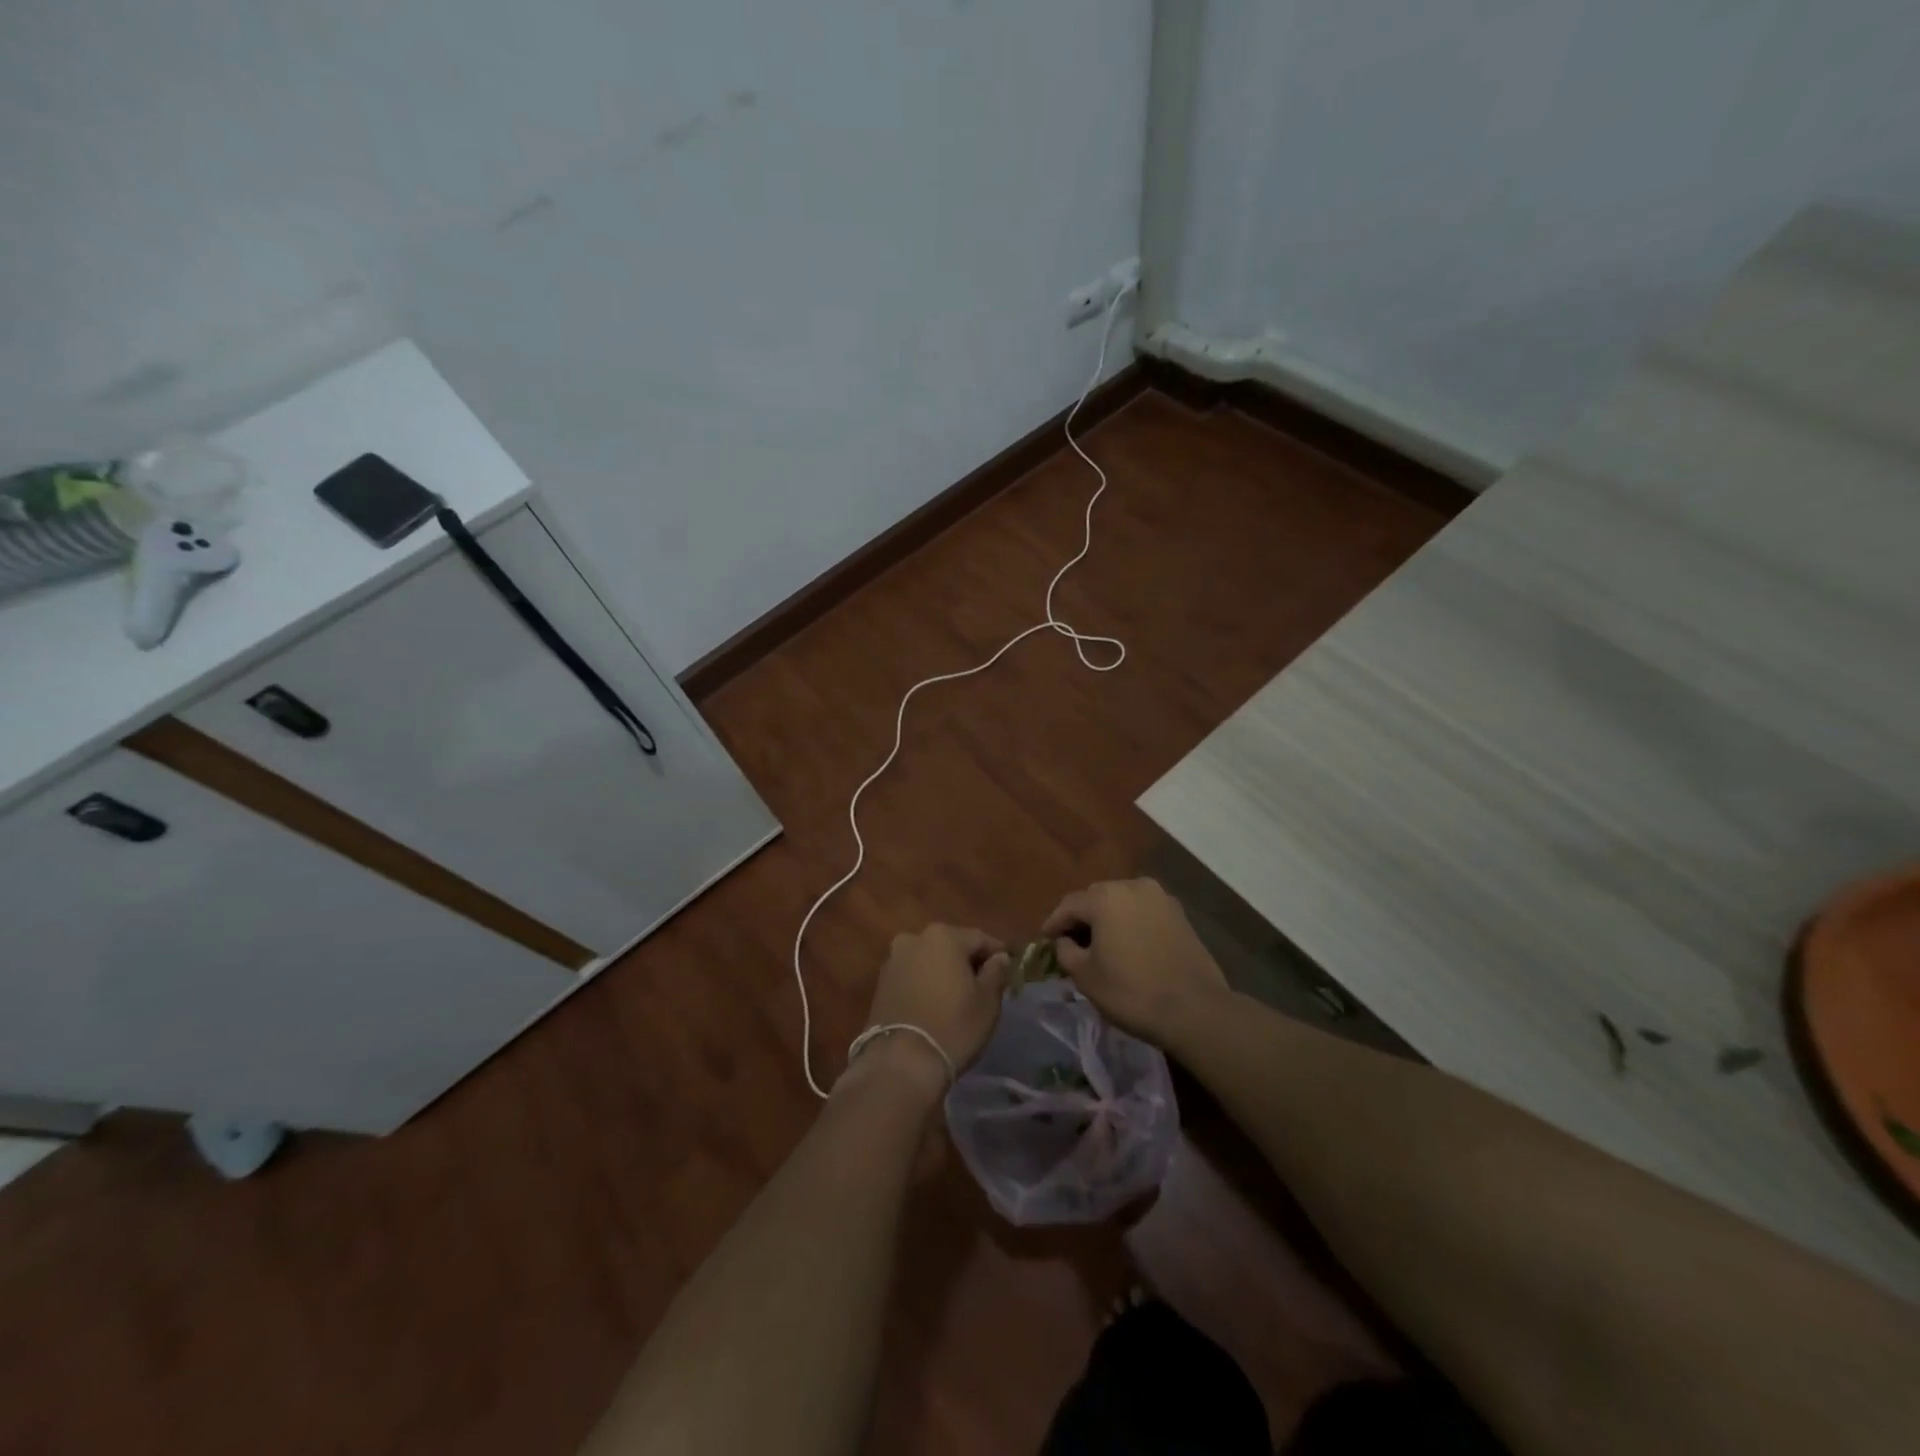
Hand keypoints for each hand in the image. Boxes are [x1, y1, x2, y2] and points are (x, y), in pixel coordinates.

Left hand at [857, 924, 1009, 1091]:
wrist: (901, 1062)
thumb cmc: (953, 1026)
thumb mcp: (988, 1000)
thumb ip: (997, 971)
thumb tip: (999, 957)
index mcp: (944, 936)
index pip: (980, 939)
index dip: (998, 954)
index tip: (1009, 970)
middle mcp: (914, 938)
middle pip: (951, 945)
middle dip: (968, 962)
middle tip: (984, 985)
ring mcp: (894, 960)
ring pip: (929, 960)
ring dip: (944, 972)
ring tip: (958, 997)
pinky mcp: (881, 983)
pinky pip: (912, 975)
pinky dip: (925, 983)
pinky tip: (934, 1004)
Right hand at [1042, 878, 1229, 1043]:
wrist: (1194, 1009)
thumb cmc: (1131, 991)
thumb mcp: (1085, 976)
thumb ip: (1066, 951)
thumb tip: (1065, 942)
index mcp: (1105, 897)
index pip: (1069, 905)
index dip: (1053, 924)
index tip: (1044, 941)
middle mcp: (1133, 886)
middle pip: (1096, 899)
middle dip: (1082, 919)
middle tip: (1070, 943)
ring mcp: (1161, 898)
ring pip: (1122, 904)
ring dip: (1108, 920)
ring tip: (1100, 944)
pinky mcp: (1180, 914)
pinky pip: (1144, 913)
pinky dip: (1131, 924)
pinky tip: (1128, 946)